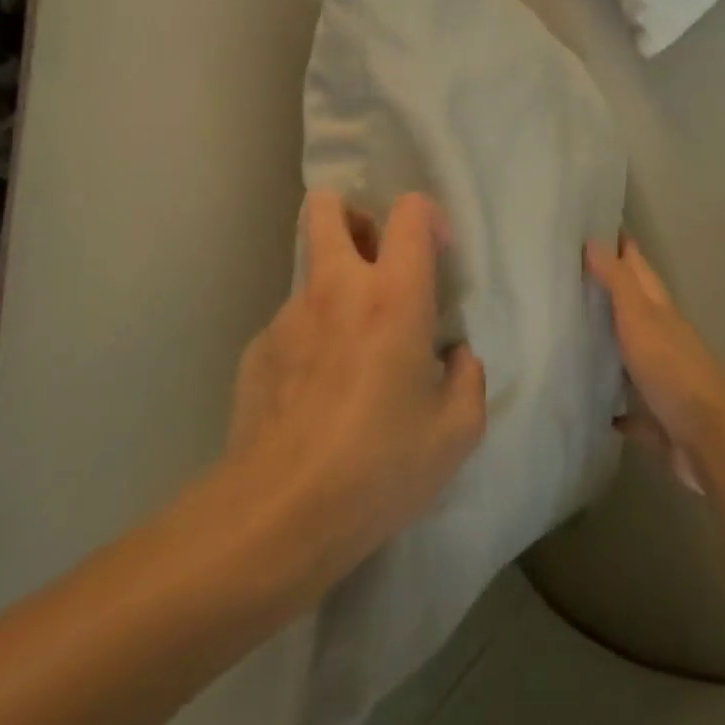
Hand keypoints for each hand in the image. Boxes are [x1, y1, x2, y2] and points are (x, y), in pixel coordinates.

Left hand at [220, 191, 486, 597]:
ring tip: (349, 350)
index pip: (408, 212)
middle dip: (352, 216)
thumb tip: (455, 357)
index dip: (426, 217)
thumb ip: (468, 379)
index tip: (435, 256)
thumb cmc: (379, 467)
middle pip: (327, 207)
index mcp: (394, 296)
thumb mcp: (456, 432)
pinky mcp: (256, 348)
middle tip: (374, 258)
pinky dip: (309, 338)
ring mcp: (288, 315)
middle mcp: (338, 288)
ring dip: (335, 286)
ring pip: (311, 269)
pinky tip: (314, 393)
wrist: (276, 517)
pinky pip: (290, 323)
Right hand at [585, 237, 724, 495]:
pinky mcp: (660, 421)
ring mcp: (664, 381)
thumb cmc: (673, 369)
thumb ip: (617, 281)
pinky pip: (636, 410)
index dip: (624, 248)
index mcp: (660, 312)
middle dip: (613, 292)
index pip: (640, 270)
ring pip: (634, 356)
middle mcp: (664, 341)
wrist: (711, 440)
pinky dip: (620, 407)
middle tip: (577, 277)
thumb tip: (594, 239)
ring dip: (614, 346)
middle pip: (637, 309)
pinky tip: (600, 409)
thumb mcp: (640, 317)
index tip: (600, 225)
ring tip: (578, 336)